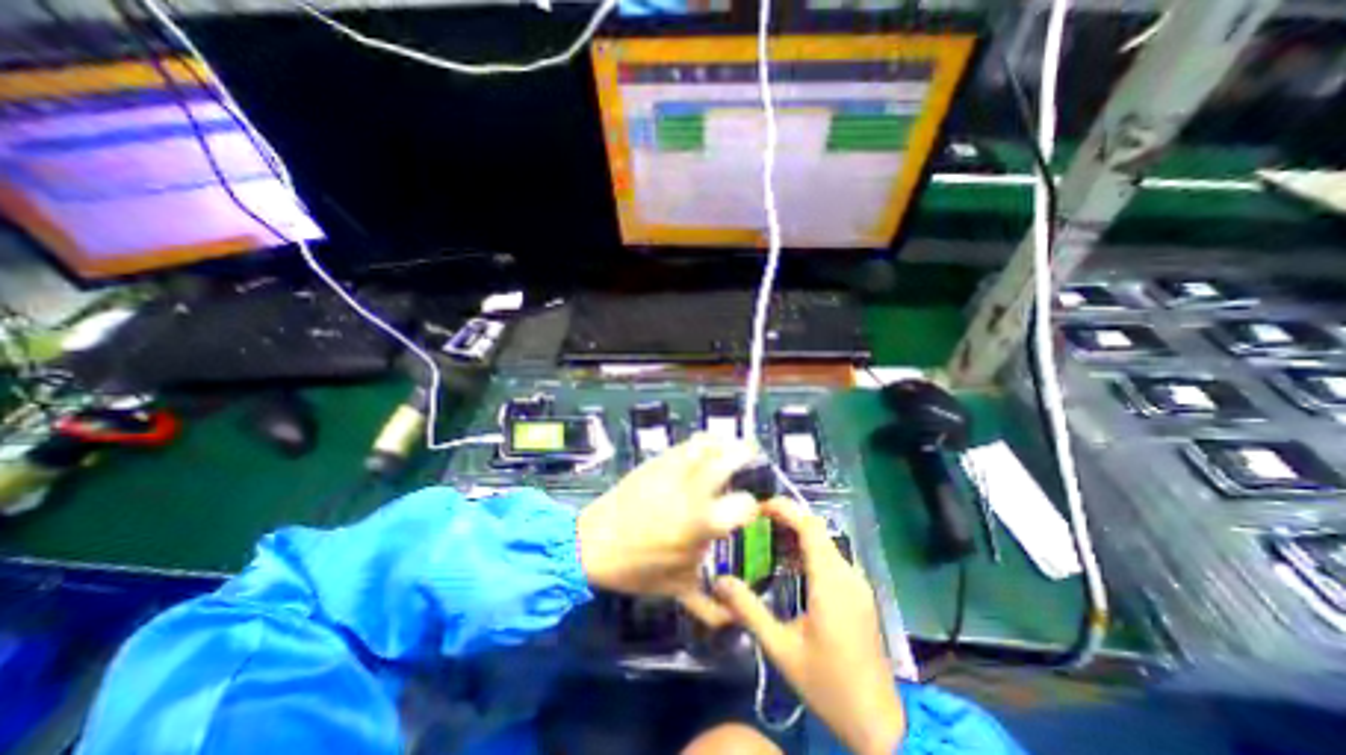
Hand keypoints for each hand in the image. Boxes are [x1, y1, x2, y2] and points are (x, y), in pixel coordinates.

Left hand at [577, 434, 761, 622]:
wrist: (593, 543)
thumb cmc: (636, 568)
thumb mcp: (676, 588)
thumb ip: (709, 607)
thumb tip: (734, 620)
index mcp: (702, 523)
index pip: (745, 505)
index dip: (753, 506)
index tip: (751, 507)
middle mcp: (693, 491)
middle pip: (730, 460)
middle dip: (747, 456)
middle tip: (753, 460)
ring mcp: (674, 471)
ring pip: (708, 445)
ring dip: (726, 443)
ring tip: (733, 448)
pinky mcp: (658, 461)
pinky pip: (687, 444)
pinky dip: (703, 442)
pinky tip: (707, 448)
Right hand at [715, 499, 903, 751]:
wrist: (880, 724)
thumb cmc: (828, 685)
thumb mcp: (781, 649)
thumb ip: (749, 611)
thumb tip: (720, 581)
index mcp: (830, 582)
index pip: (809, 526)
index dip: (785, 509)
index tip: (758, 508)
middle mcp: (848, 574)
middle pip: (816, 530)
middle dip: (786, 520)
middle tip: (756, 525)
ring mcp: (857, 584)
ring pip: (825, 543)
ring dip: (797, 536)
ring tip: (767, 542)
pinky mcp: (859, 594)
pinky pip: (832, 559)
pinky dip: (809, 552)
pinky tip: (790, 568)